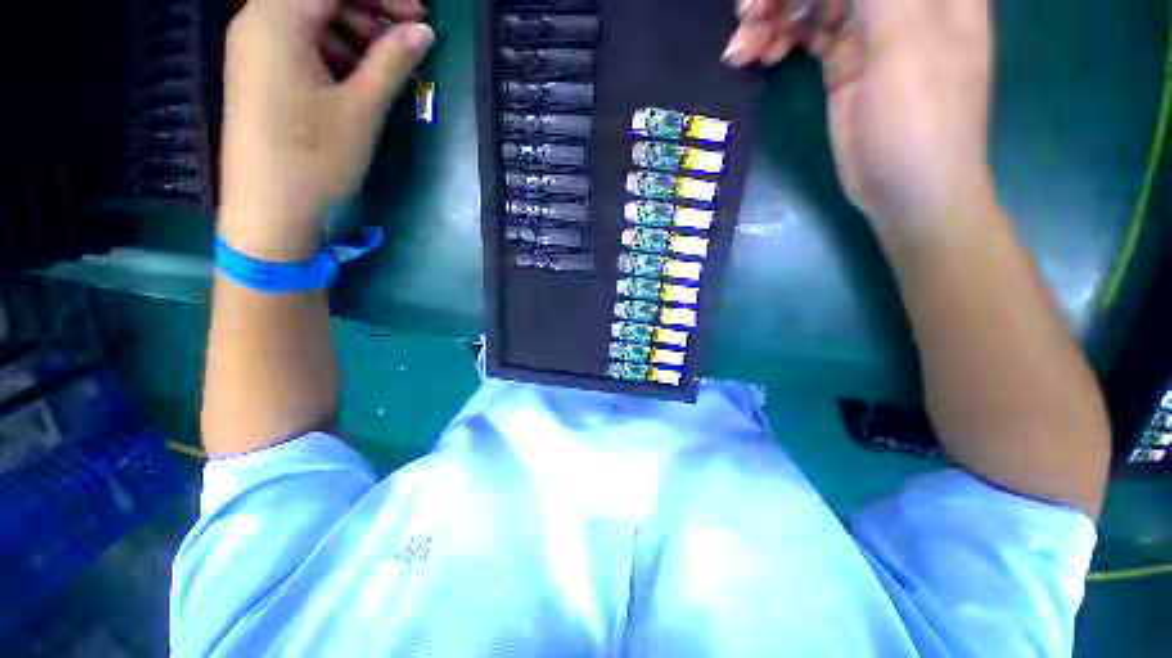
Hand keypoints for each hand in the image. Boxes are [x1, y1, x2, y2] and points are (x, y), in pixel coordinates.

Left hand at [219, 0, 432, 261]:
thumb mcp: (361, 107)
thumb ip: (392, 60)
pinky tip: (355, 77)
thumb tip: (422, 30)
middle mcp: (258, 21)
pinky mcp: (258, 72)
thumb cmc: (315, 157)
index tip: (418, 13)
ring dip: (352, 31)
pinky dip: (332, 49)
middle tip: (408, 37)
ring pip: (310, 19)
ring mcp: (254, 48)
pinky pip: (298, 42)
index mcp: (277, 18)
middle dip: (368, 9)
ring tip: (384, 64)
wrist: (269, 210)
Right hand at [725, 0, 995, 232]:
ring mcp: (868, 29)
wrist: (905, 189)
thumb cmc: (920, 116)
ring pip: (812, 1)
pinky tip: (761, 57)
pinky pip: (804, 36)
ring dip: (774, 17)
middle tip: (746, 12)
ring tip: (742, 48)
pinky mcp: (841, 61)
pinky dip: (779, 40)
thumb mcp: (903, 39)